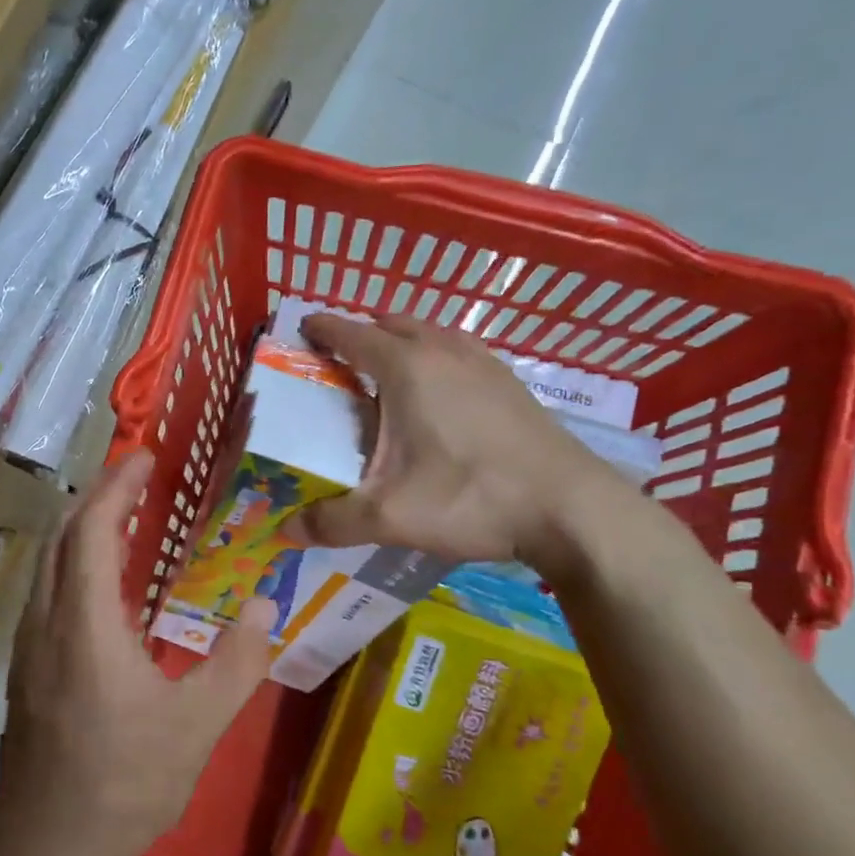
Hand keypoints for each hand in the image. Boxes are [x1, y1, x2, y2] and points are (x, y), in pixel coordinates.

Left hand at [0, 450, 277, 855]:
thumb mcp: (197, 725)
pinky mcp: (25, 670)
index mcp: (84, 623)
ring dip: (81, 529)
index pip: (93, 530)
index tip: (144, 458)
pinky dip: (74, 563)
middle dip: (97, 497)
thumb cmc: (123, 784)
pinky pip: (47, 592)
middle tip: (138, 479)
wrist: (45, 851)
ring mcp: (28, 647)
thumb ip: (237, 662)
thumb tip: (263, 608)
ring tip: (124, 518)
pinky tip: (105, 587)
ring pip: (48, 564)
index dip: (116, 487)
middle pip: (62, 536)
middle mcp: (46, 622)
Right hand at [281, 313, 629, 577]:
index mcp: (406, 368)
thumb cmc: (470, 498)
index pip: (352, 333)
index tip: (302, 329)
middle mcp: (443, 351)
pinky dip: (436, 356)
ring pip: (431, 333)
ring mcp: (483, 362)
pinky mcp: (510, 382)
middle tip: (339, 361)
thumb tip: (285, 532)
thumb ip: (332, 522)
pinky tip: (440, 395)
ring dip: (402, 341)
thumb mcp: (390, 517)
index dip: (322, 329)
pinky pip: (459, 351)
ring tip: (386, 375)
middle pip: (392, 323)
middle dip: (361, 333)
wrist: (569, 507)